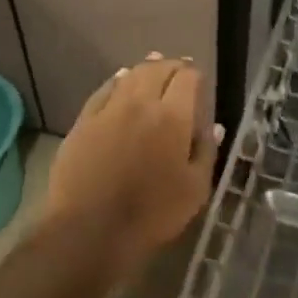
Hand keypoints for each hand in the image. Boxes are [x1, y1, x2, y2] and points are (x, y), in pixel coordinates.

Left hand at [44, 54, 219, 281]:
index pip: (188, 78)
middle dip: (172, 66)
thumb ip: (206, 152)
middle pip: (158, 69)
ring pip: (130, 75)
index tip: (200, 82)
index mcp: (173, 117)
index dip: (196, 75)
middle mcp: (141, 103)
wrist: (89, 231)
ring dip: (145, 68)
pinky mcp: (84, 122)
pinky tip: (121, 81)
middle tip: (179, 71)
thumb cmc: (152, 214)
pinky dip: (117, 81)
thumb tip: (214, 126)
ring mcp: (108, 110)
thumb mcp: (195, 190)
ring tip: (154, 67)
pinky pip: (104, 90)